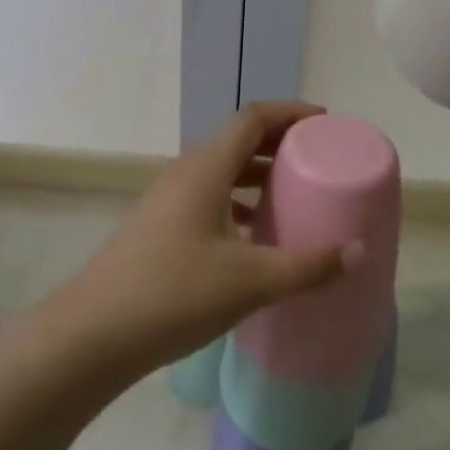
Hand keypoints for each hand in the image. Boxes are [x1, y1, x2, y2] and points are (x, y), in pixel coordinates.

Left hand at [44, 102, 359, 380]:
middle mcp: (186, 172)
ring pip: (221, 168)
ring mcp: (167, 198)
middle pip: (238, 138)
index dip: (291, 112)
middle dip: (279, 141)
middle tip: (316, 158)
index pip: (254, 117)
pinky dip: (237, 199)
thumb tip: (359, 252)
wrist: (90, 337)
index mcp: (207, 167)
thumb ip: (308, 266)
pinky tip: (252, 233)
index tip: (324, 123)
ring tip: (291, 192)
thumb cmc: (173, 294)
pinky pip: (207, 194)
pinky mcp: (158, 225)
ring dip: (257, 172)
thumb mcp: (250, 281)